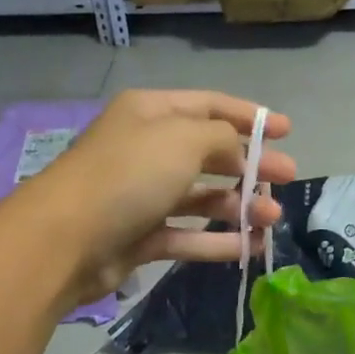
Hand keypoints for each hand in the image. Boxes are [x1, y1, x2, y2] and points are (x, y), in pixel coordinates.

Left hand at [18, 89, 295, 306]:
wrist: (66, 240)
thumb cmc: (128, 175)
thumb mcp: (183, 140)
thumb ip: (222, 137)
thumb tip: (238, 148)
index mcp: (151, 113)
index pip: (209, 106)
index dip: (249, 116)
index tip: (286, 130)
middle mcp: (146, 150)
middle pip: (209, 153)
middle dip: (250, 166)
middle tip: (288, 178)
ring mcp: (142, 195)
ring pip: (200, 197)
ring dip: (239, 206)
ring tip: (273, 218)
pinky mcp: (140, 236)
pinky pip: (187, 235)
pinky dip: (217, 241)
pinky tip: (249, 247)